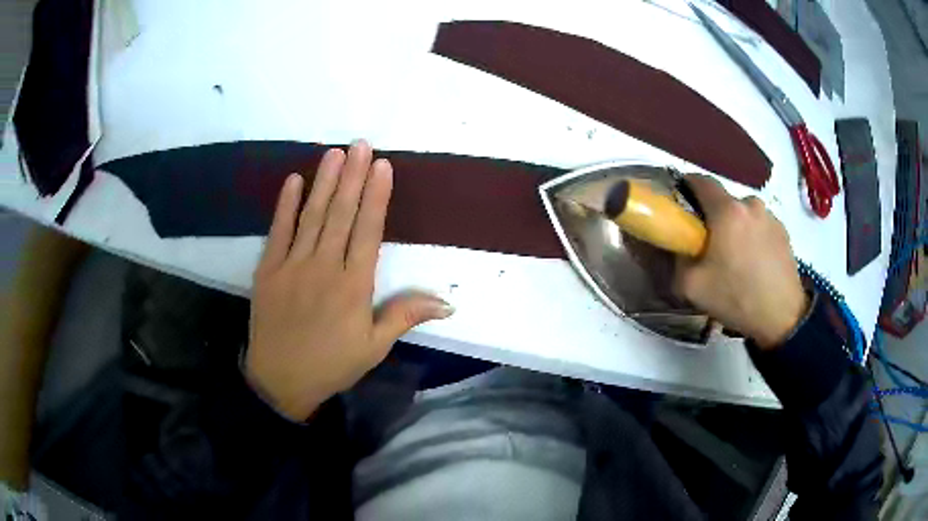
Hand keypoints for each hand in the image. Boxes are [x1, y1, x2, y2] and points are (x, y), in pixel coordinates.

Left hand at [246, 141, 453, 420]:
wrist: (279, 380)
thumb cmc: (331, 365)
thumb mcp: (374, 348)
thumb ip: (405, 317)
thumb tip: (447, 303)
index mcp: (353, 287)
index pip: (368, 232)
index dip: (376, 197)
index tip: (382, 166)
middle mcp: (324, 268)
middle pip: (341, 215)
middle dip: (353, 177)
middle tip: (361, 144)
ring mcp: (292, 266)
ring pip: (312, 216)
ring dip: (324, 182)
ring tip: (335, 153)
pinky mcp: (268, 270)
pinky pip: (278, 231)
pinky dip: (285, 205)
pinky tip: (294, 180)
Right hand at [674, 175, 807, 349]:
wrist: (782, 317)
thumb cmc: (736, 298)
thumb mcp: (692, 286)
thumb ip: (678, 259)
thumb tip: (680, 246)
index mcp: (727, 210)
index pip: (700, 180)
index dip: (686, 187)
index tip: (682, 207)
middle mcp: (750, 203)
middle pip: (724, 200)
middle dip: (713, 216)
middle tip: (710, 244)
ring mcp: (770, 216)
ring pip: (744, 213)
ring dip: (736, 226)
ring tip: (736, 257)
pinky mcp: (784, 231)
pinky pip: (760, 225)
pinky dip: (753, 236)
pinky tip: (754, 262)